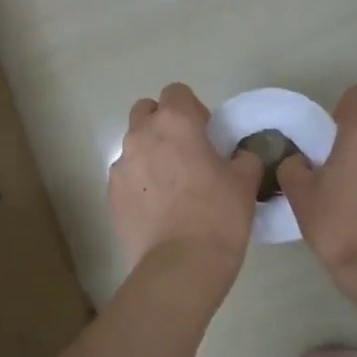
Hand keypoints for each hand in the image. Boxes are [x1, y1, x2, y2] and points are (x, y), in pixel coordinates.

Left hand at [109, 83, 261, 274]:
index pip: (176, 92)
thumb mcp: (245, 181)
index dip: (193, 109)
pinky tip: (158, 207)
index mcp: (175, 122)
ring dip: (150, 153)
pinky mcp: (112, 194)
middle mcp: (141, 135)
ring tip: (172, 185)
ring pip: (134, 144)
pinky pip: (127, 175)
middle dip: (163, 123)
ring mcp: (121, 165)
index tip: (206, 134)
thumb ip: (243, 158)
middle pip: (146, 111)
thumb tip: (238, 156)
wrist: (180, 265)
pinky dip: (140, 181)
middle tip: (186, 152)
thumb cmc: (218, 215)